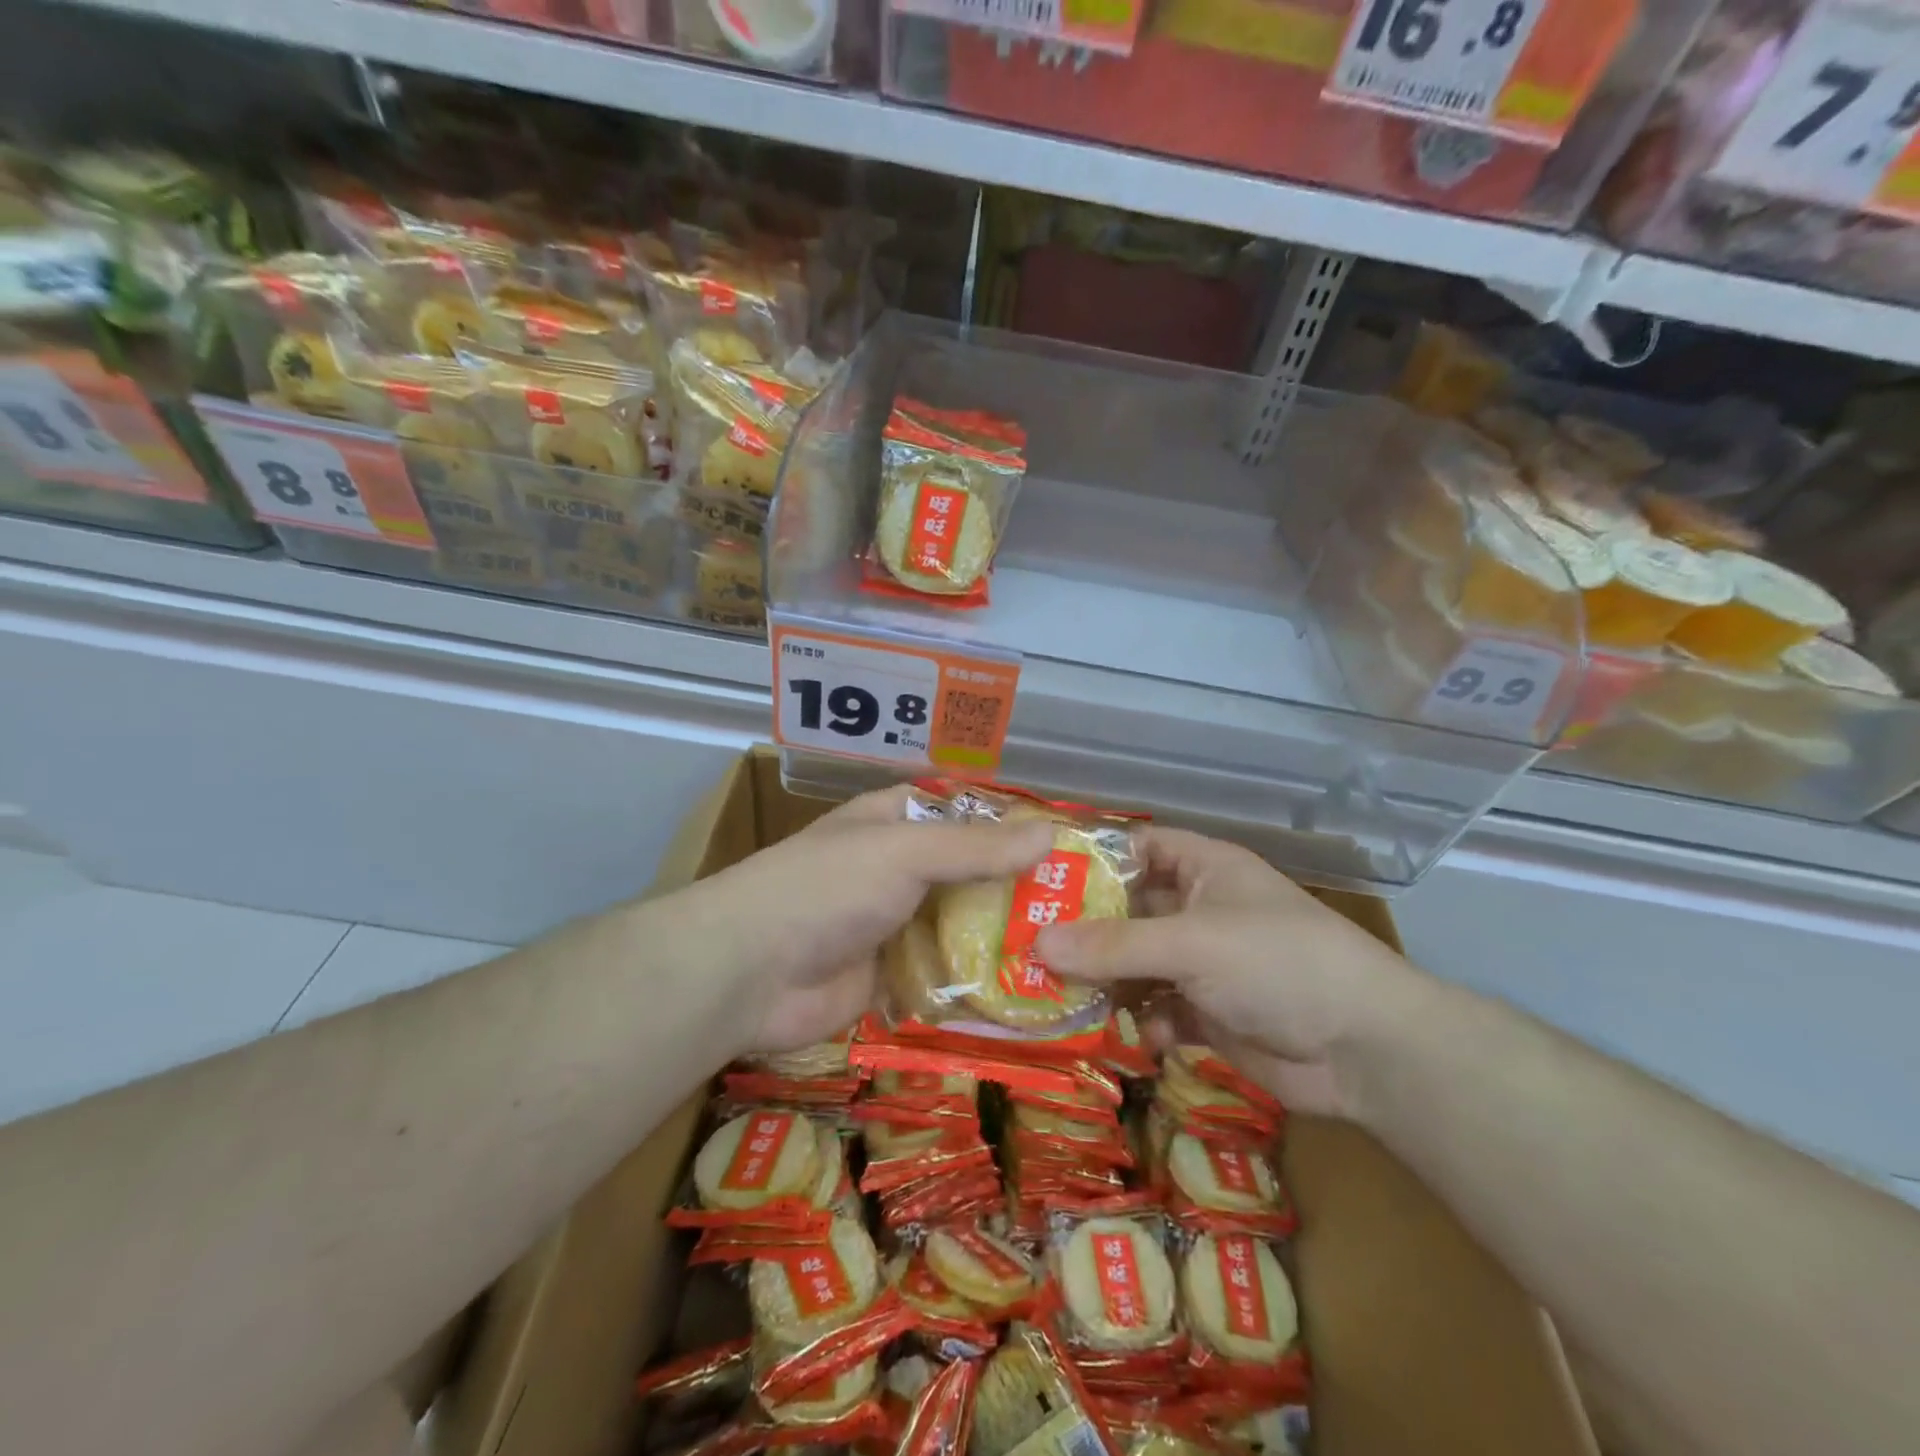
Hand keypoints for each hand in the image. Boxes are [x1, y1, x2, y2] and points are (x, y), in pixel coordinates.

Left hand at [677, 785, 1054, 1054]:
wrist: (749, 971)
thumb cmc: (827, 888)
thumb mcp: (904, 853)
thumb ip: (975, 849)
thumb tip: (1050, 833)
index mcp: (890, 824)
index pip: (957, 812)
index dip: (1003, 822)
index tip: (1061, 841)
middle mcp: (893, 871)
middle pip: (964, 874)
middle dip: (1012, 889)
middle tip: (1082, 907)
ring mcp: (890, 926)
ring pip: (956, 928)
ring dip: (999, 940)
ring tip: (1067, 952)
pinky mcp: (888, 979)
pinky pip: (941, 976)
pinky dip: (974, 984)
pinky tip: (1026, 995)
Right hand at [1034, 827, 1428, 1116]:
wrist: (1366, 1049)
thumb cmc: (1278, 963)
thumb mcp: (1191, 944)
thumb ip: (1113, 946)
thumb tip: (1036, 943)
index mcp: (1203, 868)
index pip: (1135, 847)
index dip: (1090, 858)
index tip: (1036, 879)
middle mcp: (1199, 908)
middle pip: (1127, 910)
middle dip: (1084, 930)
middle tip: (1026, 946)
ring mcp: (1204, 963)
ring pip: (1137, 964)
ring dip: (1105, 981)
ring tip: (1057, 996)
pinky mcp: (1209, 1012)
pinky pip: (1158, 1009)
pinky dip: (1142, 1021)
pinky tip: (1133, 1036)